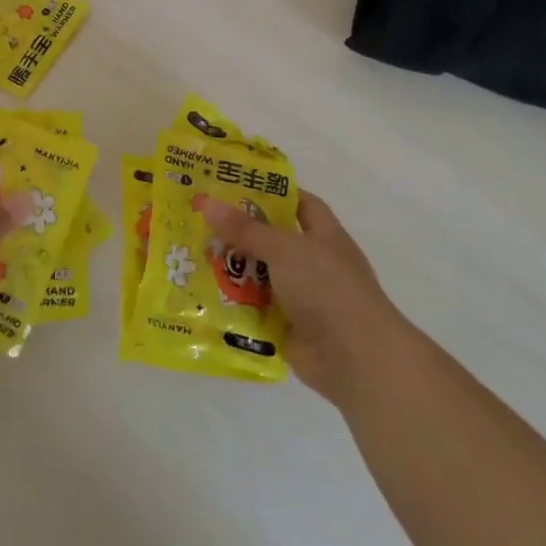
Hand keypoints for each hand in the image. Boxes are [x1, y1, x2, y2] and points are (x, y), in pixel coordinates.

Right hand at [200, 190, 405, 406]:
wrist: (355, 358)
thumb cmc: (327, 289)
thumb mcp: (284, 249)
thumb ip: (245, 229)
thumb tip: (206, 202)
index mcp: (324, 236)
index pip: (300, 204)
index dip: (272, 194)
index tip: (235, 187)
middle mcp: (314, 264)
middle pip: (272, 241)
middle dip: (239, 234)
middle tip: (199, 221)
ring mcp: (302, 298)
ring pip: (260, 276)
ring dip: (232, 271)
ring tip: (190, 257)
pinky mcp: (287, 327)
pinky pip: (254, 310)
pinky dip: (233, 305)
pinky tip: (201, 296)